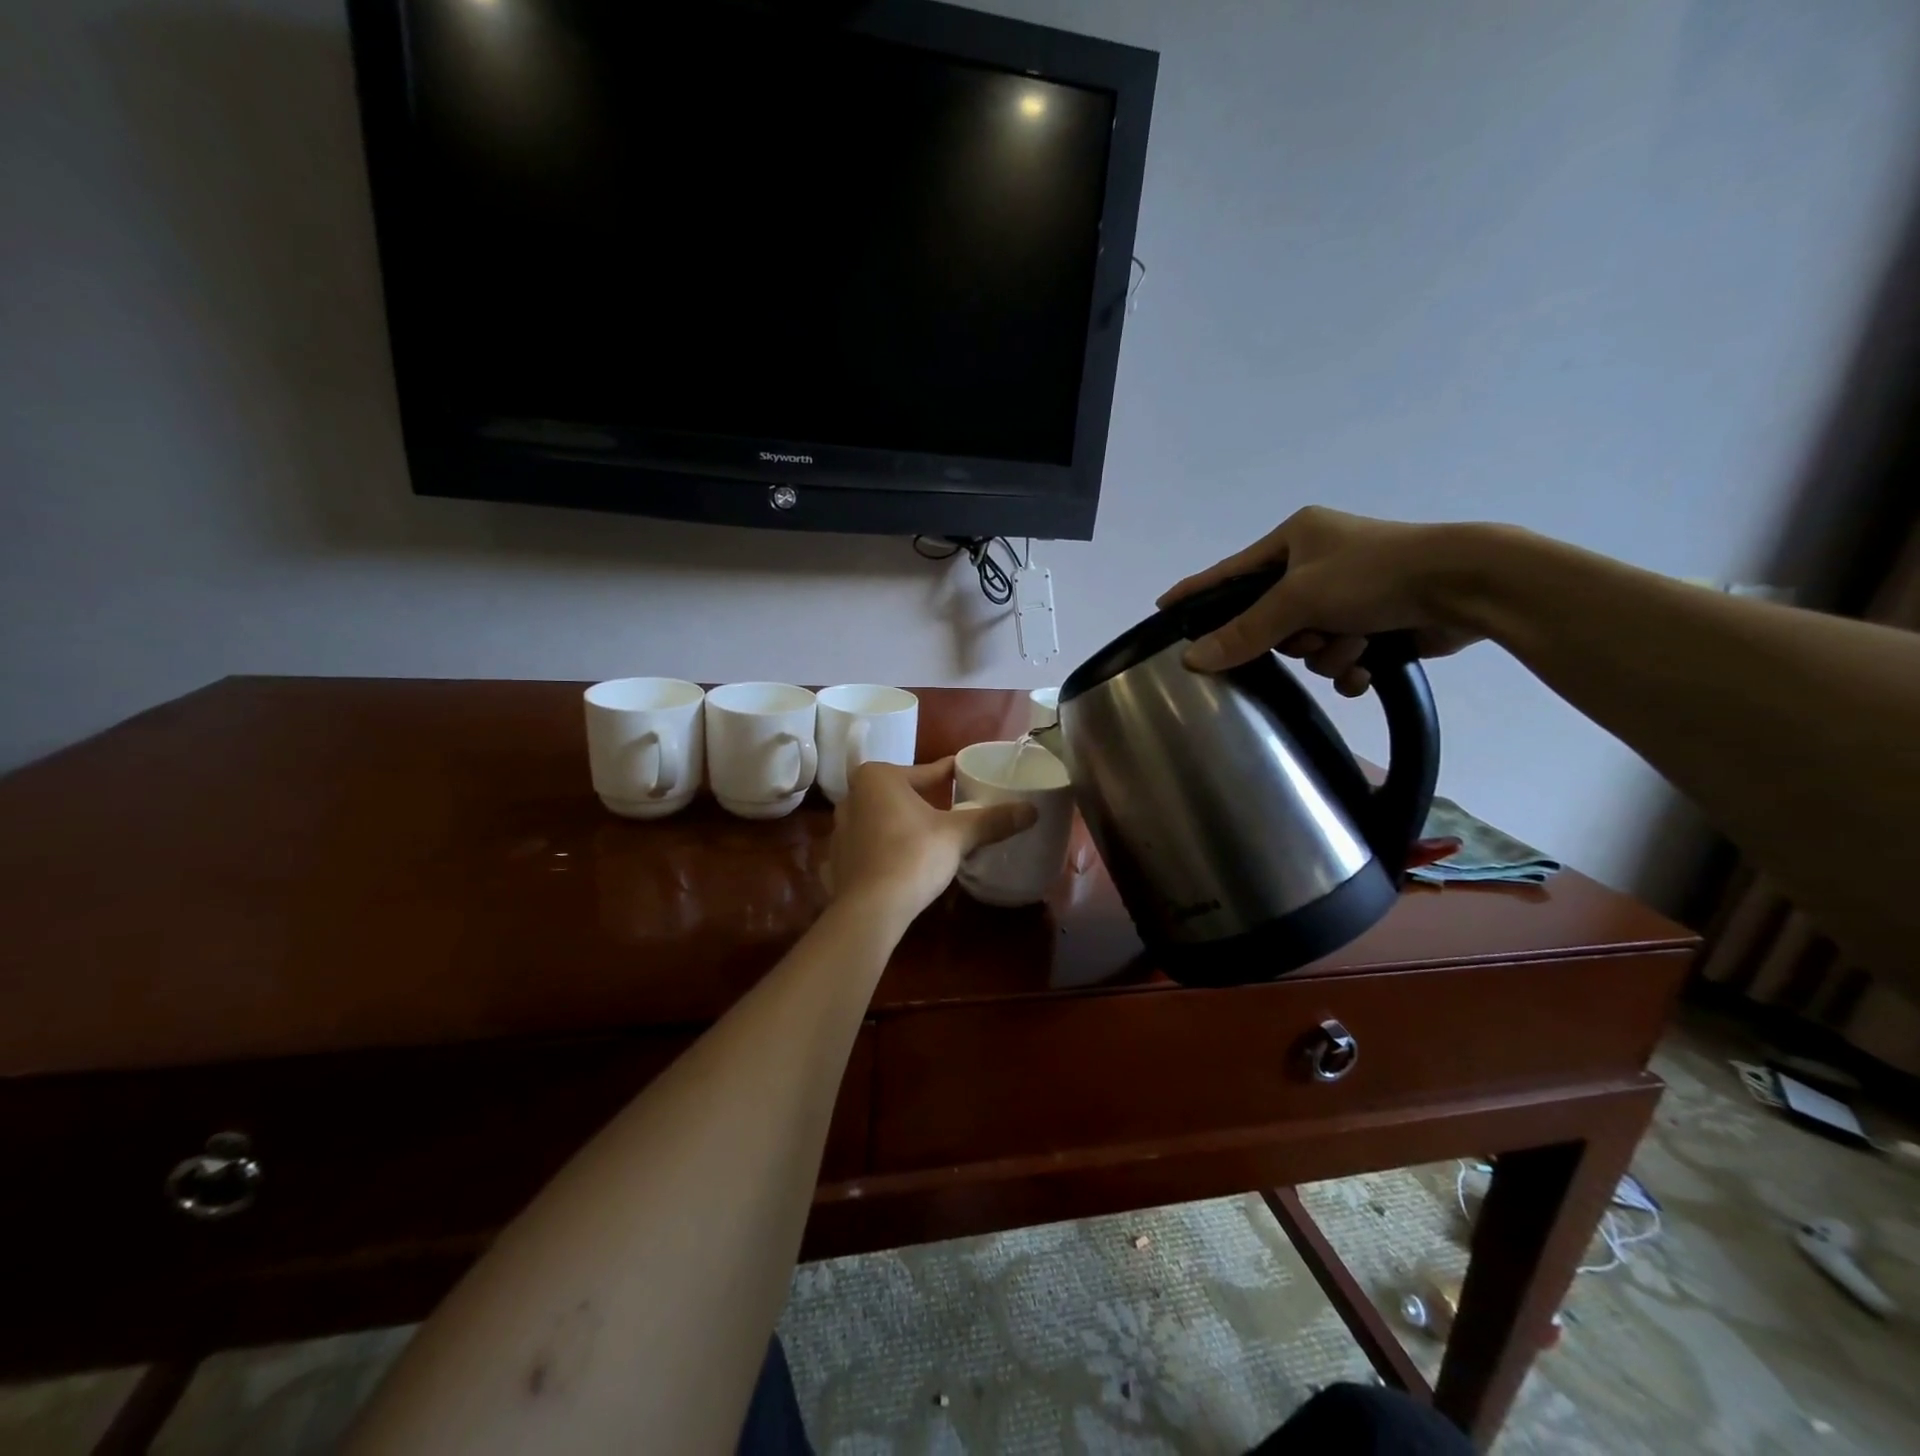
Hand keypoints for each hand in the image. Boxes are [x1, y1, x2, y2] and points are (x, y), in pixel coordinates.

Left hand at [825, 760, 1037, 924]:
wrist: (870, 910)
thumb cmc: (912, 856)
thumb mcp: (958, 835)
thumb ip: (992, 820)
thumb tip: (1032, 810)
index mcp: (877, 778)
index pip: (924, 771)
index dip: (947, 773)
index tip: (964, 773)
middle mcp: (853, 796)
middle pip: (899, 792)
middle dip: (922, 798)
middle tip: (951, 805)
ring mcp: (840, 829)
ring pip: (882, 818)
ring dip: (903, 822)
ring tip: (930, 832)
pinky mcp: (838, 859)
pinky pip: (870, 844)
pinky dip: (887, 847)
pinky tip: (904, 859)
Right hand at [1159, 507, 1491, 694]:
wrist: (1467, 585)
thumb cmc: (1375, 574)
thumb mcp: (1300, 598)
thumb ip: (1244, 631)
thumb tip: (1191, 659)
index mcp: (1296, 539)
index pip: (1230, 571)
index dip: (1197, 592)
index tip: (1164, 609)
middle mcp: (1318, 563)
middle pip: (1272, 619)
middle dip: (1293, 637)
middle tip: (1309, 634)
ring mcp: (1349, 594)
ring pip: (1308, 645)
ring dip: (1329, 652)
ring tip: (1357, 642)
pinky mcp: (1377, 622)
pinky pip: (1340, 658)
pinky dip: (1352, 666)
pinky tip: (1369, 665)